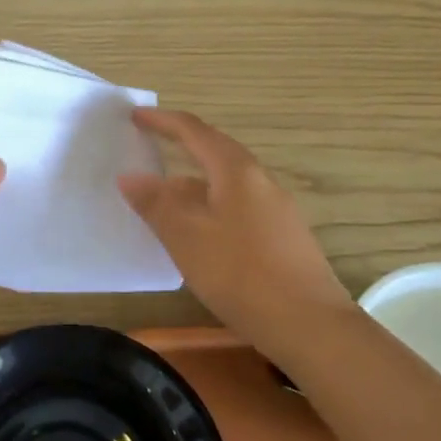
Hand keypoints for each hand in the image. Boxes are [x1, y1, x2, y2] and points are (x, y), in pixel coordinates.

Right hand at [119, 109, 352, 347]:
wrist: (309, 324)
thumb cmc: (240, 273)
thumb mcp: (186, 237)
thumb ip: (156, 204)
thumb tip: (130, 176)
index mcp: (236, 171)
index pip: (195, 132)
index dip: (163, 121)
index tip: (136, 115)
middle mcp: (260, 181)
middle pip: (215, 154)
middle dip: (181, 150)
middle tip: (150, 151)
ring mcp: (277, 210)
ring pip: (226, 185)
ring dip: (194, 185)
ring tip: (165, 201)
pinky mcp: (283, 237)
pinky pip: (238, 208)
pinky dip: (211, 208)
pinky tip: (200, 235)